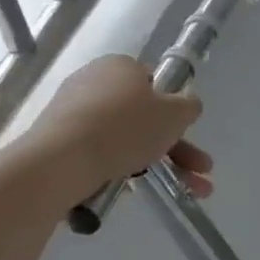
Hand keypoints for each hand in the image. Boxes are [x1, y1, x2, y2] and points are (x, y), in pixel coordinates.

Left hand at [23, 55, 212, 209]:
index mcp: (121, 66)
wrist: (60, 161)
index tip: (185, 132)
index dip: (173, 108)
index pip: (155, 82)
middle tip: (199, 172)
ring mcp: (73, 112)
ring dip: (160, 165)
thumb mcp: (175, 114)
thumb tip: (187, 104)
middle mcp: (94, 82)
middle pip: (144, 117)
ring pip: (126, 138)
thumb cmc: (125, 128)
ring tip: (185, 193)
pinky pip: (100, 153)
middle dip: (178, 149)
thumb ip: (189, 106)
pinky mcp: (59, 140)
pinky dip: (122, 169)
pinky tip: (135, 190)